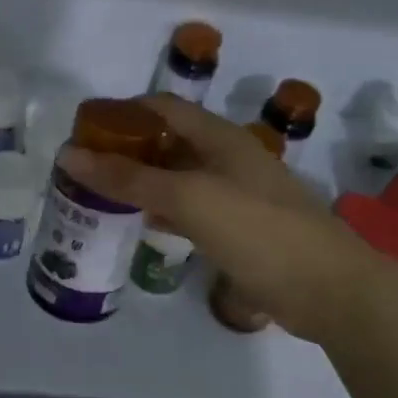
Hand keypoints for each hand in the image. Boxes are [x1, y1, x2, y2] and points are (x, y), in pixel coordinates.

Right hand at [59, 95, 394, 343]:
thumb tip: (68, 154)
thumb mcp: (189, 197)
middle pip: (170, 141)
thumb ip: (130, 177)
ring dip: (144, 180)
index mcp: (221, 137)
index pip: (163, 107)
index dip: (123, 111)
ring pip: (180, 176)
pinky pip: (193, 209)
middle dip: (129, 148)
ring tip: (101, 193)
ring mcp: (237, 194)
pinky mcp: (241, 229)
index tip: (84, 127)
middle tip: (85, 166)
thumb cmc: (258, 229)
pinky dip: (165, 209)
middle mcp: (228, 158)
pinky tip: (142, 222)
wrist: (329, 290)